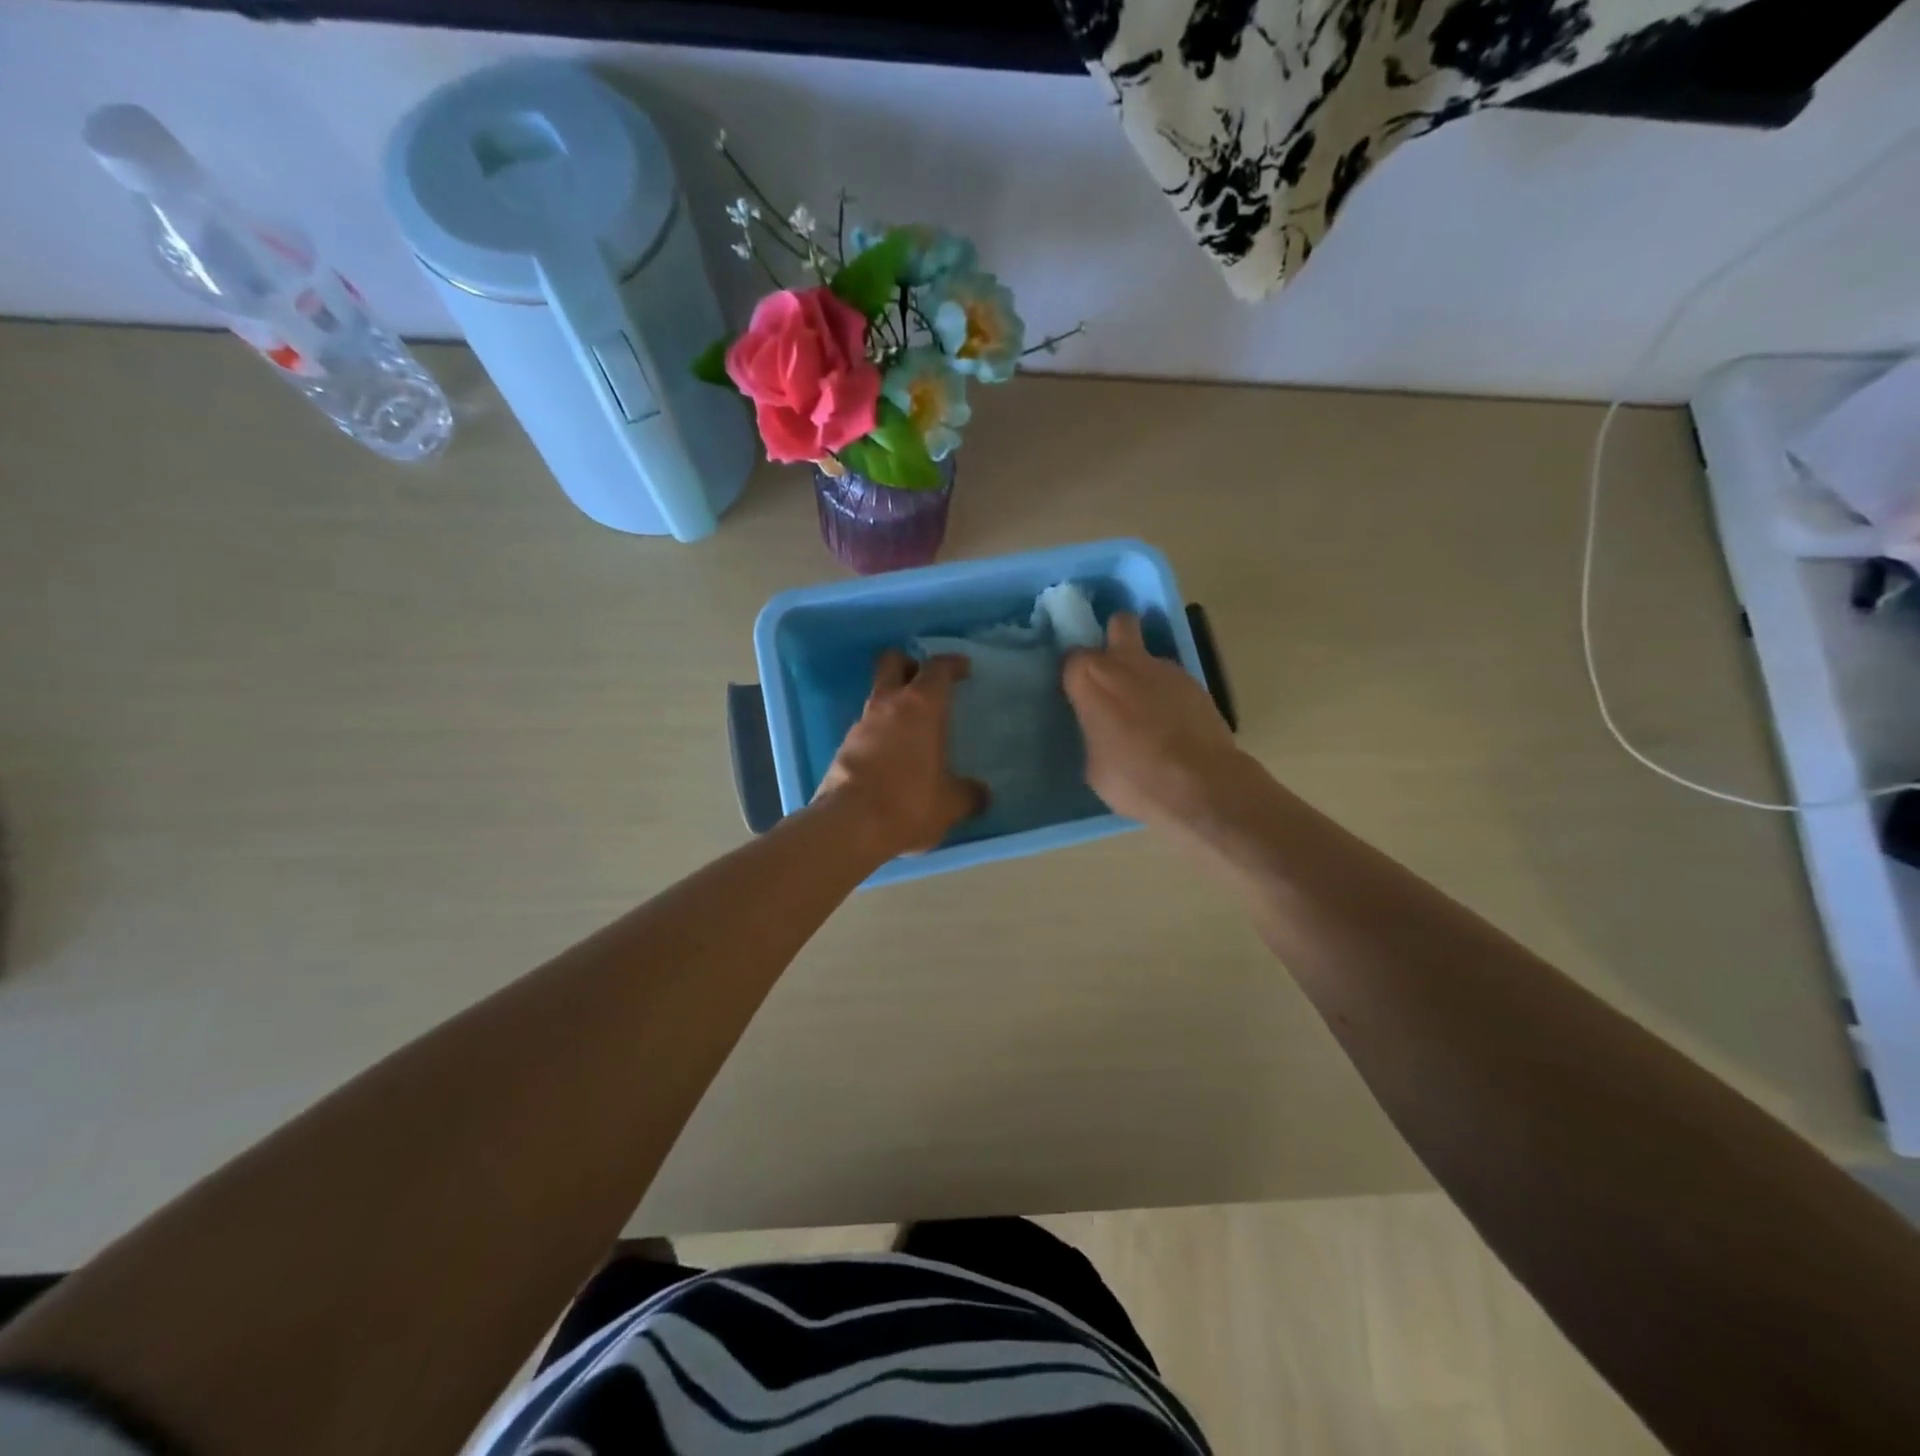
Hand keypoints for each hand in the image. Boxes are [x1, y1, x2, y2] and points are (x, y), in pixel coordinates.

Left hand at [815, 650, 986, 857]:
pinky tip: (892, 757)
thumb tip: (981, 794)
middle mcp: (888, 705)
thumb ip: (969, 794)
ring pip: (877, 696)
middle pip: (892, 662)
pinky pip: (866, 727)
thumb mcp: (951, 804)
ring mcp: (861, 724)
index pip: (937, 668)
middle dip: (909, 665)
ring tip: (913, 729)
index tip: (963, 668)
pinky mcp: (843, 747)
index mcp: (921, 707)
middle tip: (926, 683)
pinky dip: (880, 733)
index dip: (952, 664)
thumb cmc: (910, 803)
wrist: (849, 826)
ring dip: (894, 703)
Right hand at [1063, 612, 1242, 827]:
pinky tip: (1173, 725)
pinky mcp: (1196, 683)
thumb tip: (1101, 731)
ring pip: (1149, 657)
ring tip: (1148, 713)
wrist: (1201, 786)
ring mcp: (1166, 669)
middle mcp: (1126, 663)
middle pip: (1120, 624)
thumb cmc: (1134, 779)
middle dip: (1116, 637)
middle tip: (1113, 670)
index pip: (1072, 658)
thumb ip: (1093, 734)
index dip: (1075, 675)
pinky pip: (1172, 681)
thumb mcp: (1094, 766)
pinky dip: (1168, 695)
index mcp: (1091, 679)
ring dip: (1144, 675)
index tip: (1078, 695)